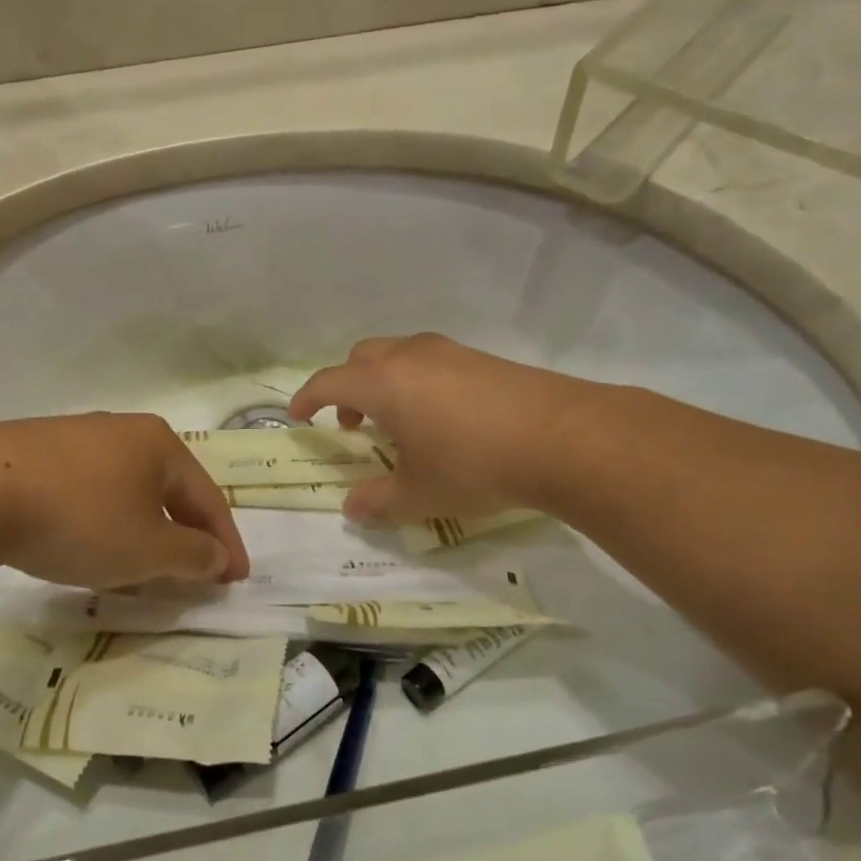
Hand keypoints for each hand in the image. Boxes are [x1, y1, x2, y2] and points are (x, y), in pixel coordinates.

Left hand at [0, 413, 249, 588]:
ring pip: (126, 490)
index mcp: (159, 444)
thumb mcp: (147, 550)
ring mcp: (74, 436)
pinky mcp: (34, 451)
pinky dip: (103, 521)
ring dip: (142, 529)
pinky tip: (87, 544)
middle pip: (168, 489)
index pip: (208, 498)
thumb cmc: (80, 520)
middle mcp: (122, 430)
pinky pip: (87, 490)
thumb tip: (216, 556)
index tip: (236, 580)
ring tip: (141, 565)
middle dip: (184, 534)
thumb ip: (193, 556)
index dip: (226, 543)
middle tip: (194, 572)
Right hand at [290, 334, 591, 524]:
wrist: (563, 437)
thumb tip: (351, 508)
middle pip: (361, 358)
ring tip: (397, 423)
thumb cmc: (474, 464)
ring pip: (398, 355)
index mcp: (382, 383)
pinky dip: (417, 382)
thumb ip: (378, 501)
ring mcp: (450, 352)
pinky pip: (431, 362)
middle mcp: (410, 356)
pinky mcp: (482, 358)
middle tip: (352, 424)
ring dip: (383, 383)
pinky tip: (441, 418)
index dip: (307, 399)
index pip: (328, 382)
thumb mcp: (419, 494)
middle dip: (346, 388)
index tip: (297, 416)